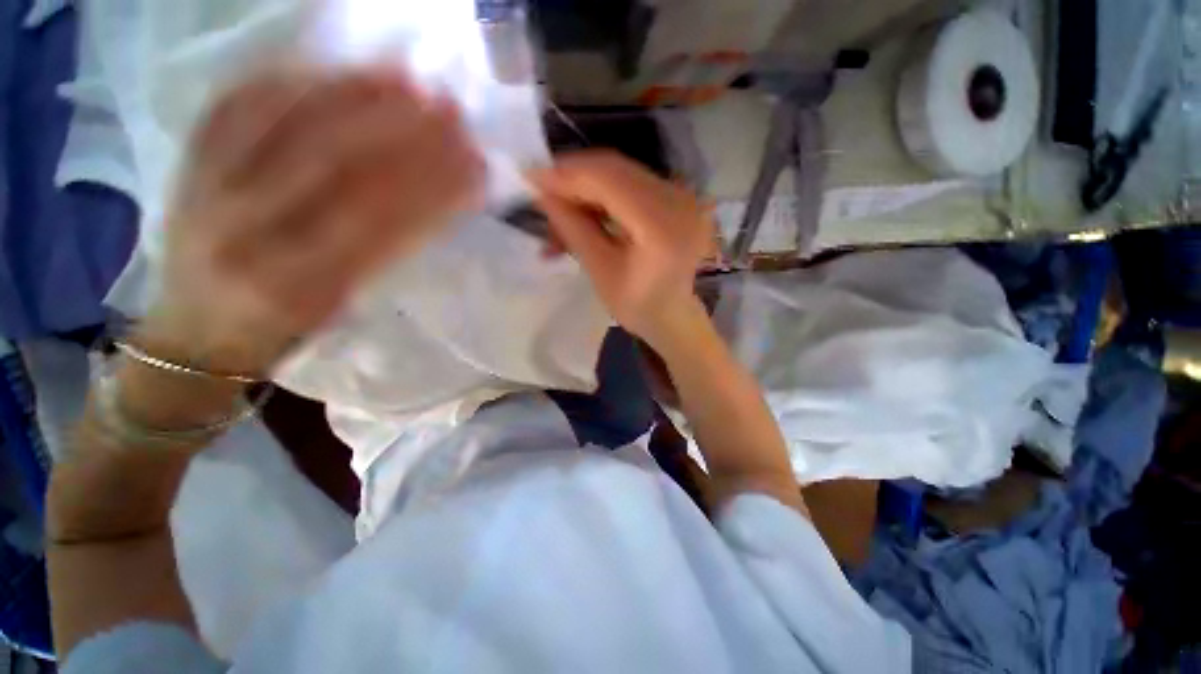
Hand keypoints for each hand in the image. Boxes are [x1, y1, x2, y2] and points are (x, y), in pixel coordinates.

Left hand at [142, 67, 483, 375]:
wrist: (195, 333)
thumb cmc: (283, 328)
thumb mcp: (342, 305)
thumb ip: (385, 255)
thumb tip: (436, 203)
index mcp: (294, 283)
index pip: (377, 222)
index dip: (431, 190)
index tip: (473, 166)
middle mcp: (243, 232)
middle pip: (330, 163)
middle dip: (400, 133)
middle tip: (450, 113)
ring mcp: (206, 187)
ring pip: (284, 122)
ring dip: (353, 94)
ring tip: (407, 81)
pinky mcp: (188, 159)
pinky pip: (240, 102)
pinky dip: (297, 80)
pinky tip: (340, 72)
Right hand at [530, 151, 714, 348]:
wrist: (673, 315)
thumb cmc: (637, 305)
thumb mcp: (599, 270)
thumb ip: (573, 227)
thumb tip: (542, 193)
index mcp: (662, 226)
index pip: (609, 180)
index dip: (567, 174)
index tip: (531, 177)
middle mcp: (679, 200)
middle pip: (616, 170)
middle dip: (573, 178)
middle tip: (541, 192)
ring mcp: (682, 195)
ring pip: (621, 174)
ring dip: (586, 188)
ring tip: (559, 211)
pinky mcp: (678, 197)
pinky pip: (633, 184)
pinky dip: (604, 195)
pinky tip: (584, 211)